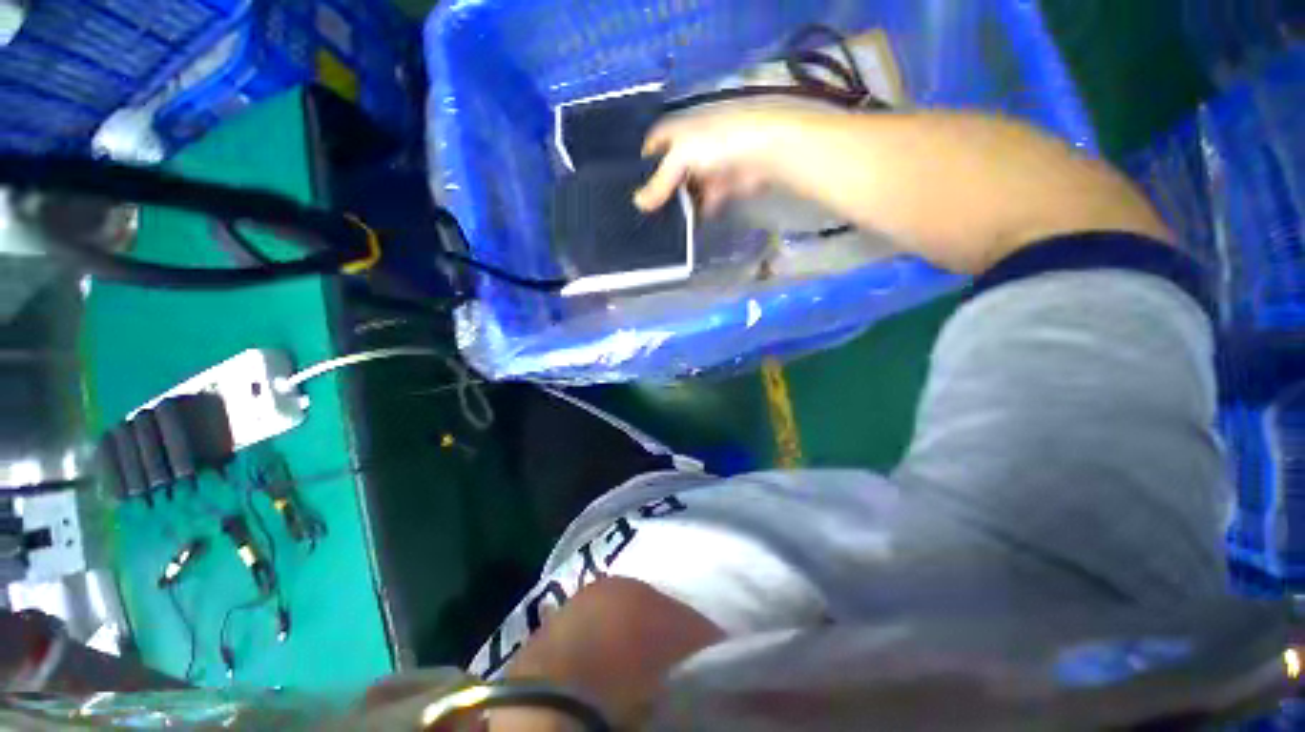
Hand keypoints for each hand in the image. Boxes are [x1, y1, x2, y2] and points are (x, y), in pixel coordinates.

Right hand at [633, 106, 801, 215]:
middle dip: (662, 190)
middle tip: (647, 215)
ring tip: (664, 226)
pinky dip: (700, 212)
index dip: (643, 164)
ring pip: (690, 188)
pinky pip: (708, 200)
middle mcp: (694, 145)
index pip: (653, 144)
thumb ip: (659, 182)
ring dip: (681, 205)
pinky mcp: (727, 184)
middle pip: (672, 170)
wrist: (766, 149)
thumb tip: (638, 203)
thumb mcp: (679, 158)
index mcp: (679, 130)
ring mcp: (711, 165)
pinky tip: (689, 226)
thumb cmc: (716, 142)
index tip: (633, 189)